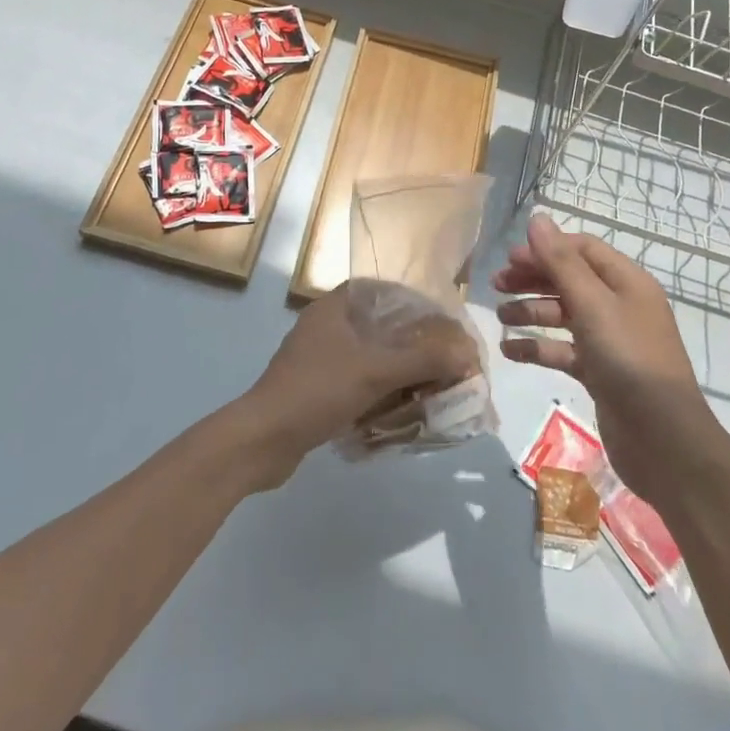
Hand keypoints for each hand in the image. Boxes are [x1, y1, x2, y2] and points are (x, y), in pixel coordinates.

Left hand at [235, 280, 476, 489]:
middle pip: (379, 325)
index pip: (381, 289)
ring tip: (431, 384)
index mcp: (333, 307)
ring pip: (370, 356)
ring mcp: (318, 359)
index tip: (442, 320)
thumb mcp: (375, 371)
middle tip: (444, 358)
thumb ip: (423, 358)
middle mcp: (325, 326)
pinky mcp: (316, 389)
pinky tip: (402, 408)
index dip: (413, 301)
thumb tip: (466, 353)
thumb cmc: (317, 391)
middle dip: (412, 342)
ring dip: (398, 370)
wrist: (262, 441)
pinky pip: (358, 381)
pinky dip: (380, 391)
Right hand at [495, 215, 716, 505]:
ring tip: (499, 317)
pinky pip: (562, 350)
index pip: (582, 249)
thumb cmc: (629, 361)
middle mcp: (620, 306)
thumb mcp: (593, 305)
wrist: (664, 441)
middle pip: (570, 279)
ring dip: (530, 312)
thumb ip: (561, 263)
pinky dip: (537, 347)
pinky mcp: (599, 372)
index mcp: (627, 282)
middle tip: (496, 285)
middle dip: (533, 279)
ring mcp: (610, 341)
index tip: (510, 258)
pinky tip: (509, 351)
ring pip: (563, 315)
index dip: (546, 248)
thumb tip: (537, 218)